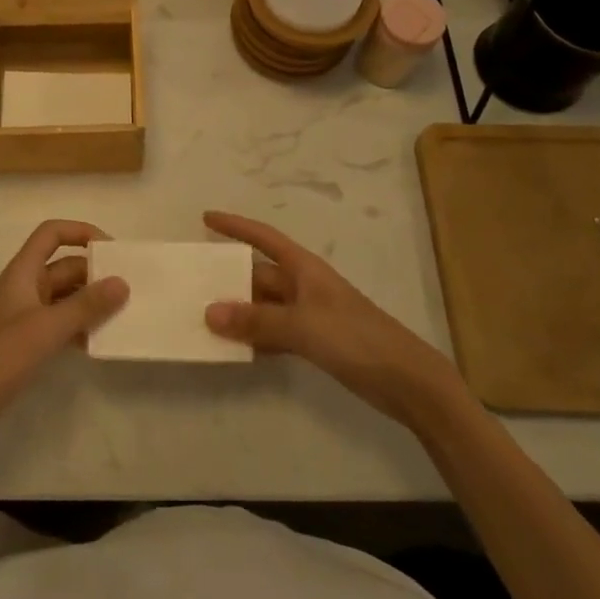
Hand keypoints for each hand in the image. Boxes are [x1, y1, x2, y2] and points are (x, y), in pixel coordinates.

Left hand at [0, 220, 127, 447]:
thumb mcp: (46, 328)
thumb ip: (85, 306)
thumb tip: (122, 282)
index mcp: (24, 272)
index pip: (51, 234)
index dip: (80, 231)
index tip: (111, 249)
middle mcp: (26, 287)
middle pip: (64, 267)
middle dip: (94, 273)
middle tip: (129, 288)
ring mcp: (25, 316)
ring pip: (65, 297)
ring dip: (90, 303)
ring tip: (123, 315)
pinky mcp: (26, 342)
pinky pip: (60, 324)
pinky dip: (79, 328)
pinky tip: (99, 342)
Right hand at [202, 210, 458, 422]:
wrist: (407, 380)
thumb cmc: (356, 339)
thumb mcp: (303, 326)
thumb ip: (256, 321)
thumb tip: (209, 312)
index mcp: (304, 268)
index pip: (263, 237)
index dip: (235, 225)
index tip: (206, 218)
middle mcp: (304, 285)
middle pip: (259, 274)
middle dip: (229, 277)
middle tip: (192, 282)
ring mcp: (310, 314)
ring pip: (264, 306)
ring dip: (239, 311)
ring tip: (203, 317)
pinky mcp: (316, 342)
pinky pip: (275, 332)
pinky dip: (256, 337)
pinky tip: (235, 348)